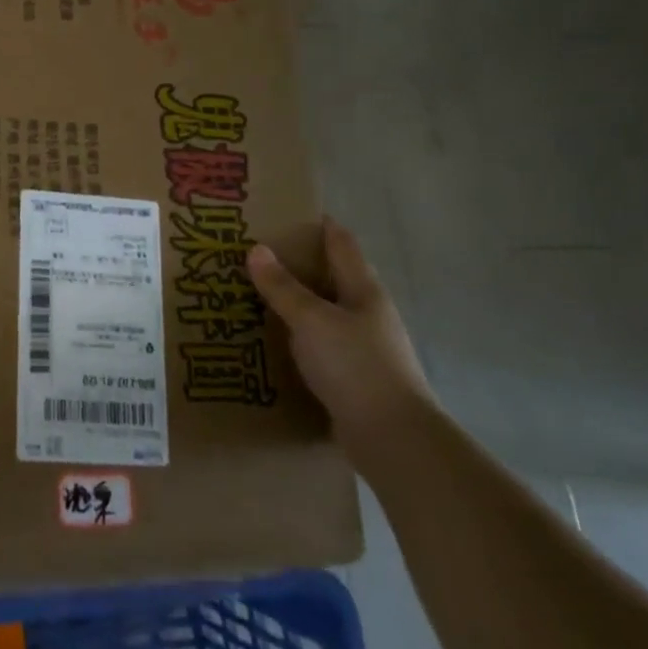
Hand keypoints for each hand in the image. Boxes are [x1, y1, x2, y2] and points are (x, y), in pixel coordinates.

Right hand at [246, 217, 431, 444]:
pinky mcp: (353, 376)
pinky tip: (273, 342)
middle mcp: (367, 313)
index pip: (342, 244)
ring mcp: (363, 346)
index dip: (320, 225)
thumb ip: (283, 287)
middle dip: (300, 264)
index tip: (288, 212)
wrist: (392, 436)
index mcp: (364, 290)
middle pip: (333, 277)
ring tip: (256, 296)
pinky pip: (319, 345)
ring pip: (324, 313)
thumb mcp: (312, 320)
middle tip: (257, 254)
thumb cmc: (355, 365)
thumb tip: (256, 249)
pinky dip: (297, 337)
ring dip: (296, 303)